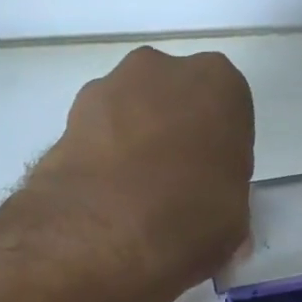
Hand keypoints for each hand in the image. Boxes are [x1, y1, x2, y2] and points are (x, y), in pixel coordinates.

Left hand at [31, 46, 254, 295]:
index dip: (221, 154)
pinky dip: (103, 160)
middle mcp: (163, 69)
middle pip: (177, 103)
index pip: (229, 114)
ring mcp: (109, 87)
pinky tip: (106, 201)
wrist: (102, 233)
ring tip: (135, 202)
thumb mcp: (234, 225)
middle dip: (176, 138)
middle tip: (175, 191)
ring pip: (134, 114)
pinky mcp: (68, 115)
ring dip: (136, 146)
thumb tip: (211, 221)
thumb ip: (227, 206)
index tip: (213, 187)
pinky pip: (99, 136)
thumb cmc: (189, 220)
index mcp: (218, 84)